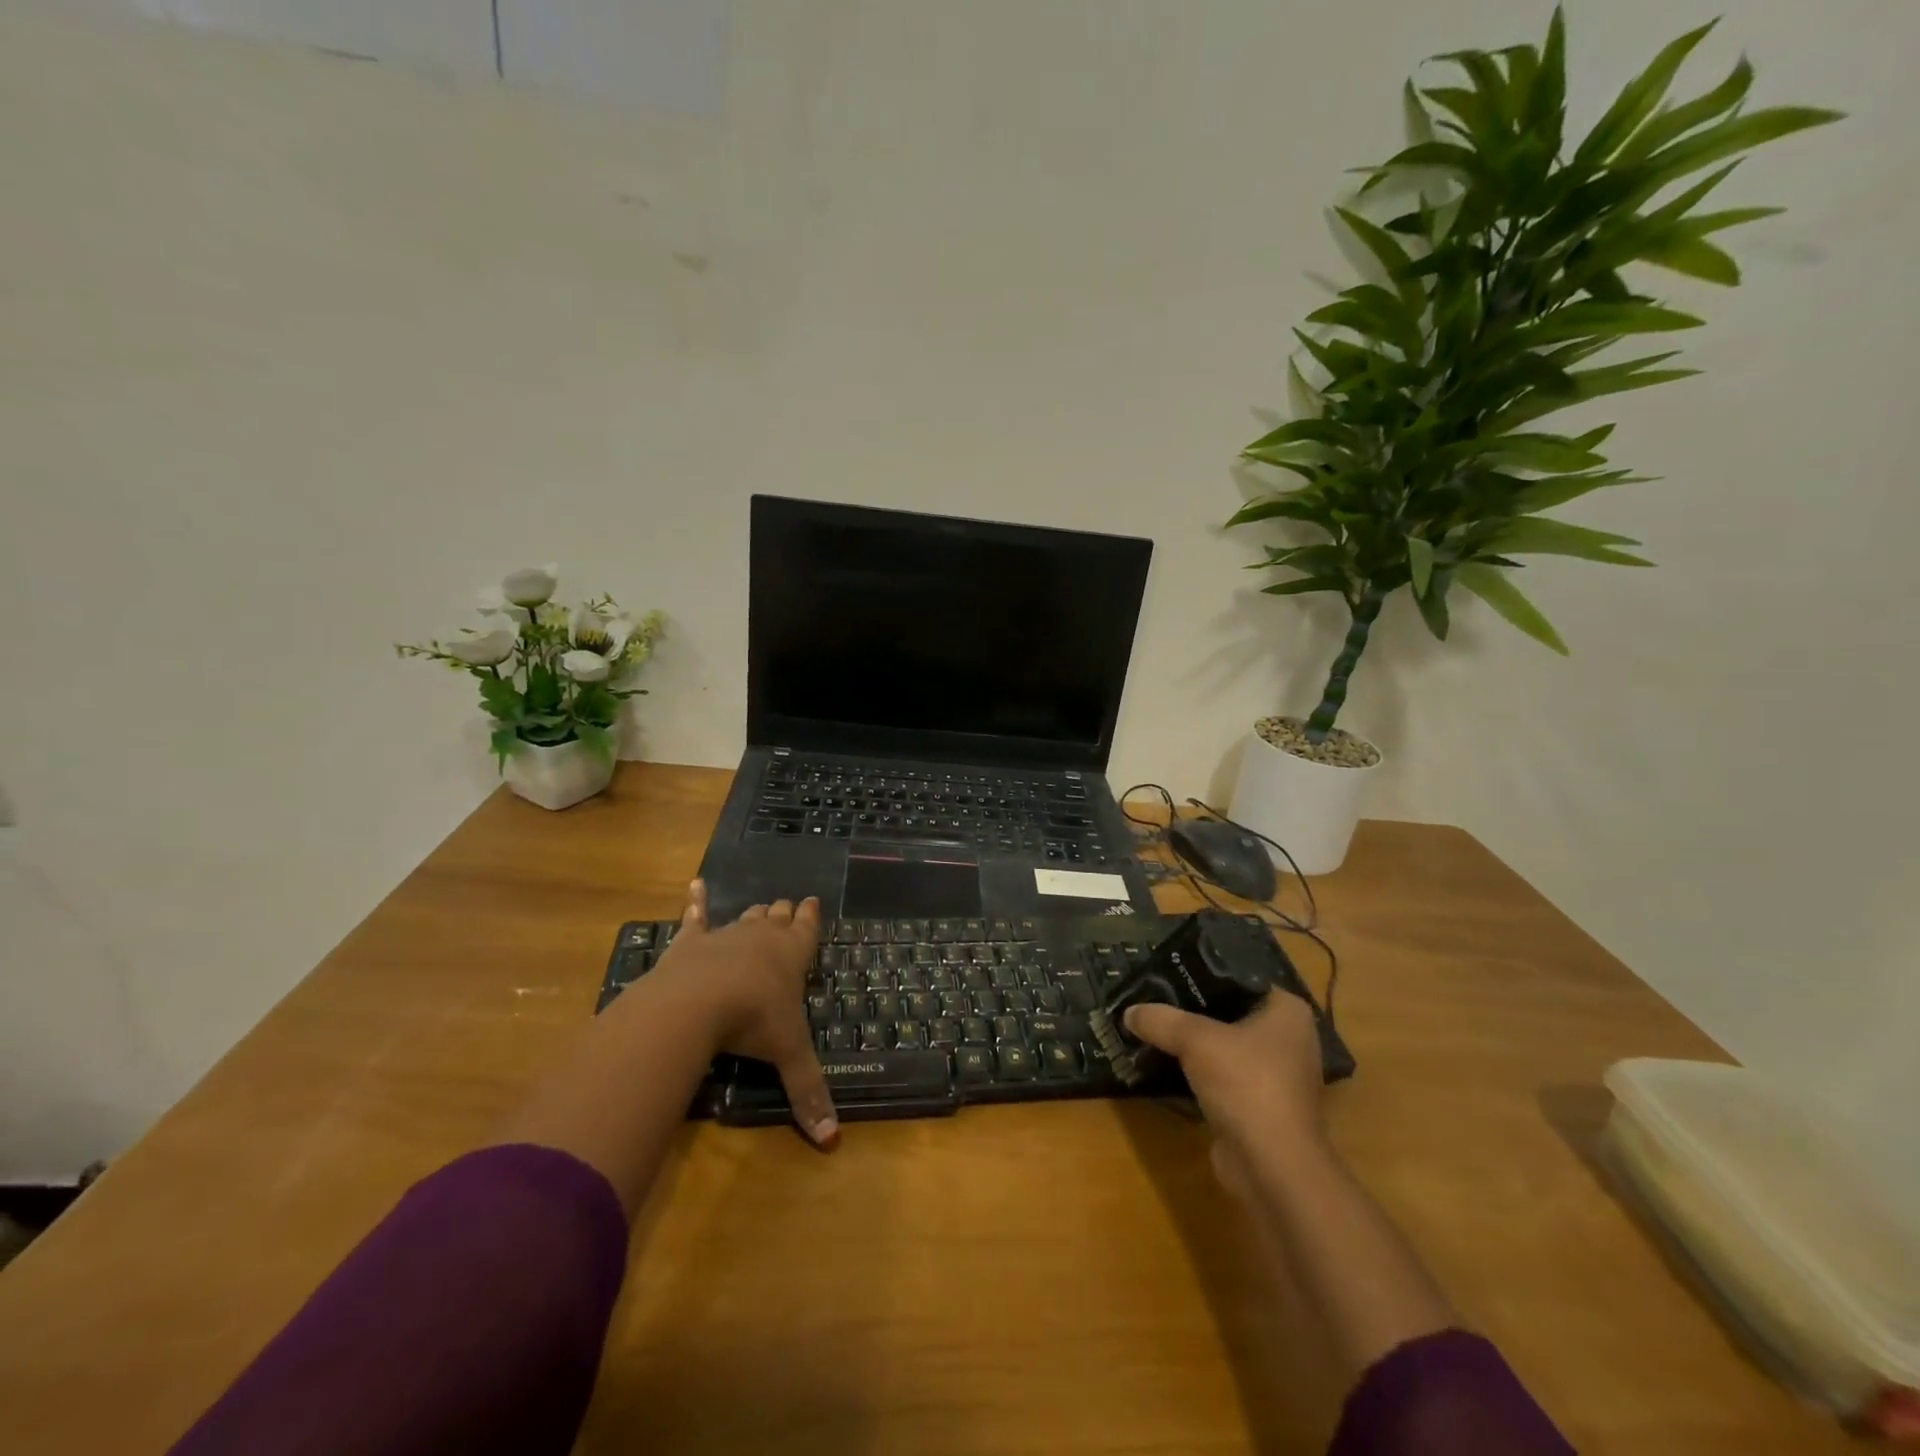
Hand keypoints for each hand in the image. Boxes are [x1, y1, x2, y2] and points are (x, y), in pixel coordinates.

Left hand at [648, 880, 838, 1148]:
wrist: (697, 1002)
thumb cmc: (754, 1020)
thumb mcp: (788, 1055)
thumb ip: (809, 1093)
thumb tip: (833, 1142)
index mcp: (792, 955)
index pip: (807, 929)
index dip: (810, 917)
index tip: (812, 901)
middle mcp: (762, 938)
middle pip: (776, 918)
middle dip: (783, 913)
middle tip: (787, 907)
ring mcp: (726, 935)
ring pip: (744, 918)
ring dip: (753, 914)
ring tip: (760, 908)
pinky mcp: (691, 942)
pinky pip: (694, 917)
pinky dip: (695, 901)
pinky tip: (693, 885)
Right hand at [1124, 993, 1323, 1157]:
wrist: (1272, 1167)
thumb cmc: (1246, 1084)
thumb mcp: (1195, 1040)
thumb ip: (1161, 1020)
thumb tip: (1129, 1012)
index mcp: (1287, 1012)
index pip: (1241, 978)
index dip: (1203, 973)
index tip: (1167, 971)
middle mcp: (1289, 1039)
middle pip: (1230, 1012)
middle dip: (1192, 1010)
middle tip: (1153, 998)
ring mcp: (1278, 1076)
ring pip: (1225, 1047)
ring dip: (1194, 1045)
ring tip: (1154, 1028)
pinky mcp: (1262, 1106)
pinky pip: (1224, 1077)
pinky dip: (1199, 1073)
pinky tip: (1166, 1065)